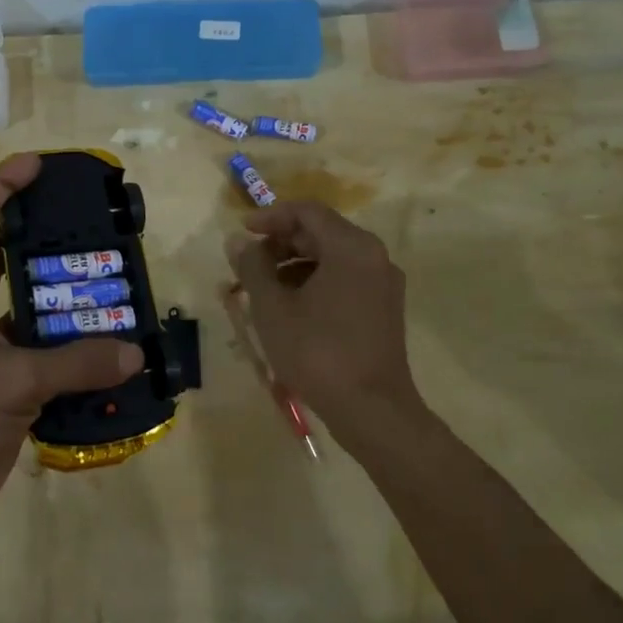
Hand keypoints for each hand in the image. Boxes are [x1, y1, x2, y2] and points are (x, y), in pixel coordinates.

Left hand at [0, 154, 143, 524]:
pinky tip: (105, 339)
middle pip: (4, 256)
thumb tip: (133, 353)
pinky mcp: (1, 378)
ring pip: (26, 303)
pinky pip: (40, 346)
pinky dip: (68, 342)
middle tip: (89, 224)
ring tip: (108, 278)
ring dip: (61, 294)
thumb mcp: (12, 381)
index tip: (37, 164)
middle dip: (42, 237)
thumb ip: (74, 363)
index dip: (2, 186)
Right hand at [228, 201, 423, 450]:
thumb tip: (238, 242)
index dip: (271, 216)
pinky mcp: (384, 308)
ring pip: (333, 257)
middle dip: (281, 243)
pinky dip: (315, 282)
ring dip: (295, 264)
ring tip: (263, 289)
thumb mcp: (273, 308)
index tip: (242, 231)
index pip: (307, 212)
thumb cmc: (318, 352)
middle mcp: (374, 256)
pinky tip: (290, 307)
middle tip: (248, 263)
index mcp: (351, 247)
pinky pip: (345, 279)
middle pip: (322, 232)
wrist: (372, 411)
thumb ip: (252, 267)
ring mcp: (383, 283)